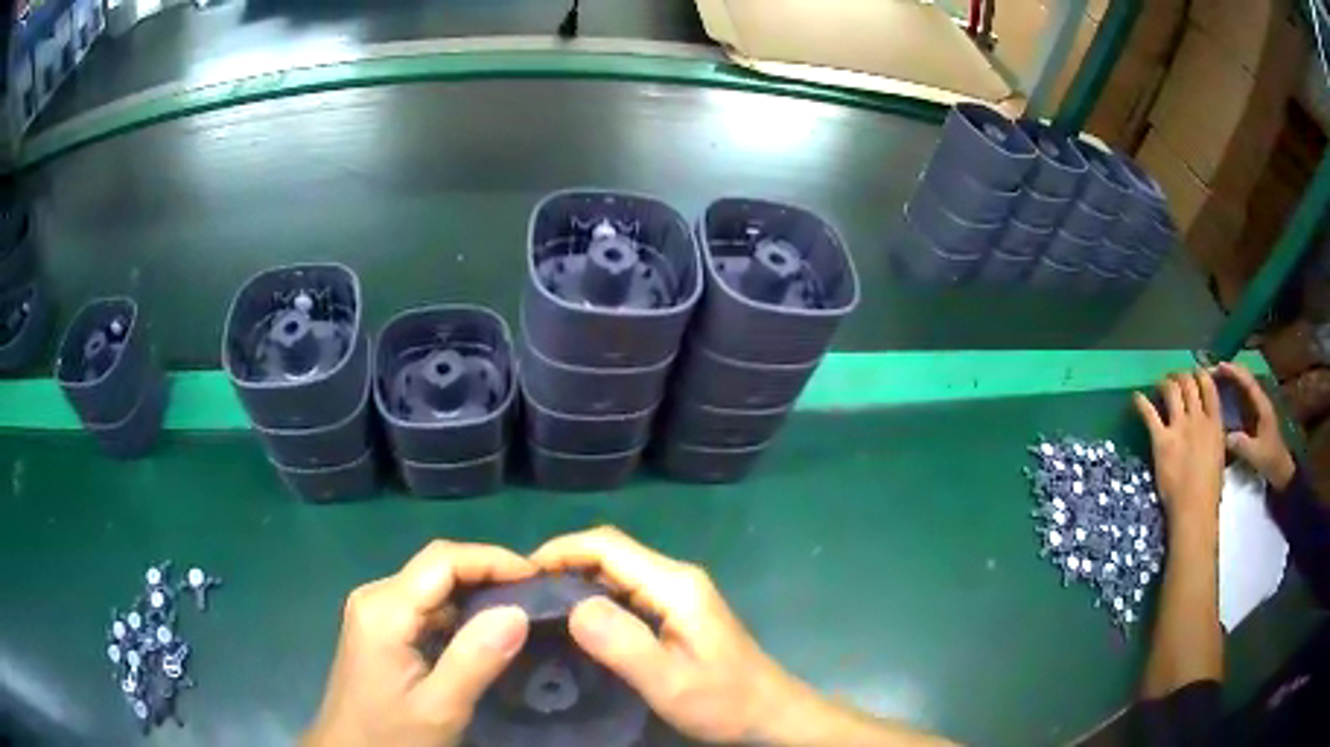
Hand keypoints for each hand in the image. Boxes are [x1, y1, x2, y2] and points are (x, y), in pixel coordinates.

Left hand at [303, 542, 536, 746]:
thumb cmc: (391, 735)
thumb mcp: (439, 707)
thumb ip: (475, 659)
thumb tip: (518, 611)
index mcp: (384, 610)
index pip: (443, 560)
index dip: (493, 560)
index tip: (539, 578)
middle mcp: (375, 597)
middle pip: (437, 566)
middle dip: (488, 572)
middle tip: (537, 595)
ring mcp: (375, 610)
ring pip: (433, 583)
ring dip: (476, 590)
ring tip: (521, 608)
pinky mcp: (380, 626)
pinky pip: (425, 604)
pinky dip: (460, 609)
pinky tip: (485, 629)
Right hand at [529, 527, 800, 743]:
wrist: (769, 713)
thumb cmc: (723, 700)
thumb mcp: (670, 682)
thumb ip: (624, 644)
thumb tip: (573, 606)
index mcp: (675, 584)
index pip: (607, 546)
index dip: (561, 550)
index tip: (521, 574)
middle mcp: (676, 577)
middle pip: (610, 552)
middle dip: (563, 562)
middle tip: (522, 593)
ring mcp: (678, 593)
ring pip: (617, 570)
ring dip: (576, 578)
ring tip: (538, 605)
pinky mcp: (677, 611)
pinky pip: (627, 590)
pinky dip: (594, 596)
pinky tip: (575, 621)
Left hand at [1133, 371, 1225, 532]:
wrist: (1194, 509)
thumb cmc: (1210, 490)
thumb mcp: (1220, 454)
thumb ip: (1214, 436)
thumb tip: (1209, 428)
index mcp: (1215, 423)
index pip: (1208, 386)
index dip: (1200, 374)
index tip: (1194, 372)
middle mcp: (1197, 419)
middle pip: (1188, 383)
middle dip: (1180, 376)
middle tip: (1173, 378)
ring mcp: (1179, 428)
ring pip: (1171, 390)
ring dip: (1164, 383)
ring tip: (1159, 384)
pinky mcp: (1161, 441)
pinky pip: (1149, 413)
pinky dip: (1141, 402)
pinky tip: (1136, 397)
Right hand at [1217, 362, 1295, 489]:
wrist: (1280, 470)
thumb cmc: (1270, 460)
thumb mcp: (1256, 454)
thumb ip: (1241, 444)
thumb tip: (1223, 435)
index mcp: (1262, 405)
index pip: (1247, 382)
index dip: (1234, 372)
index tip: (1218, 366)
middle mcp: (1259, 401)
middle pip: (1244, 379)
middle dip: (1229, 373)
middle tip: (1211, 373)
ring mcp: (1257, 409)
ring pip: (1242, 387)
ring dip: (1229, 381)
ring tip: (1213, 381)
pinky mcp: (1254, 417)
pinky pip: (1241, 399)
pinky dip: (1231, 393)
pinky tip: (1222, 397)